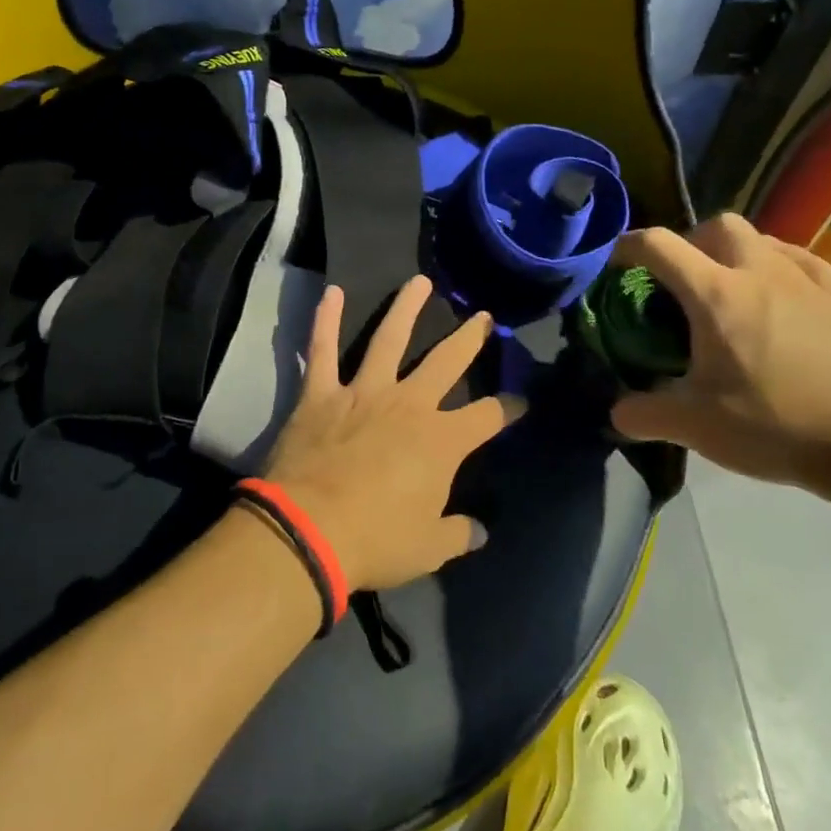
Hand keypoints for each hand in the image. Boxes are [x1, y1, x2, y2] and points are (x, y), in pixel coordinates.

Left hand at [261, 276, 523, 592]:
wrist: (309, 530)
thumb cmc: (376, 540)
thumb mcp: (428, 548)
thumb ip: (457, 535)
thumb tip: (479, 531)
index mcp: (441, 440)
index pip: (488, 416)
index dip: (509, 408)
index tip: (522, 401)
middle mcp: (409, 404)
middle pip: (447, 362)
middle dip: (469, 339)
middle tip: (483, 317)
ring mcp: (364, 392)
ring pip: (389, 338)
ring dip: (406, 307)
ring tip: (419, 282)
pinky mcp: (322, 393)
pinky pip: (322, 349)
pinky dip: (325, 320)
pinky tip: (331, 292)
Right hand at [610, 215, 830, 492]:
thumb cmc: (775, 424)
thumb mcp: (694, 426)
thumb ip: (643, 414)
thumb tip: (617, 411)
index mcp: (716, 294)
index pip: (659, 245)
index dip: (627, 246)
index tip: (614, 264)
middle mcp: (759, 271)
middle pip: (716, 225)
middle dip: (689, 242)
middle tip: (678, 281)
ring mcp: (804, 280)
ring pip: (761, 237)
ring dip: (732, 252)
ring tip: (724, 289)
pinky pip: (799, 260)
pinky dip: (776, 265)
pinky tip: (775, 293)